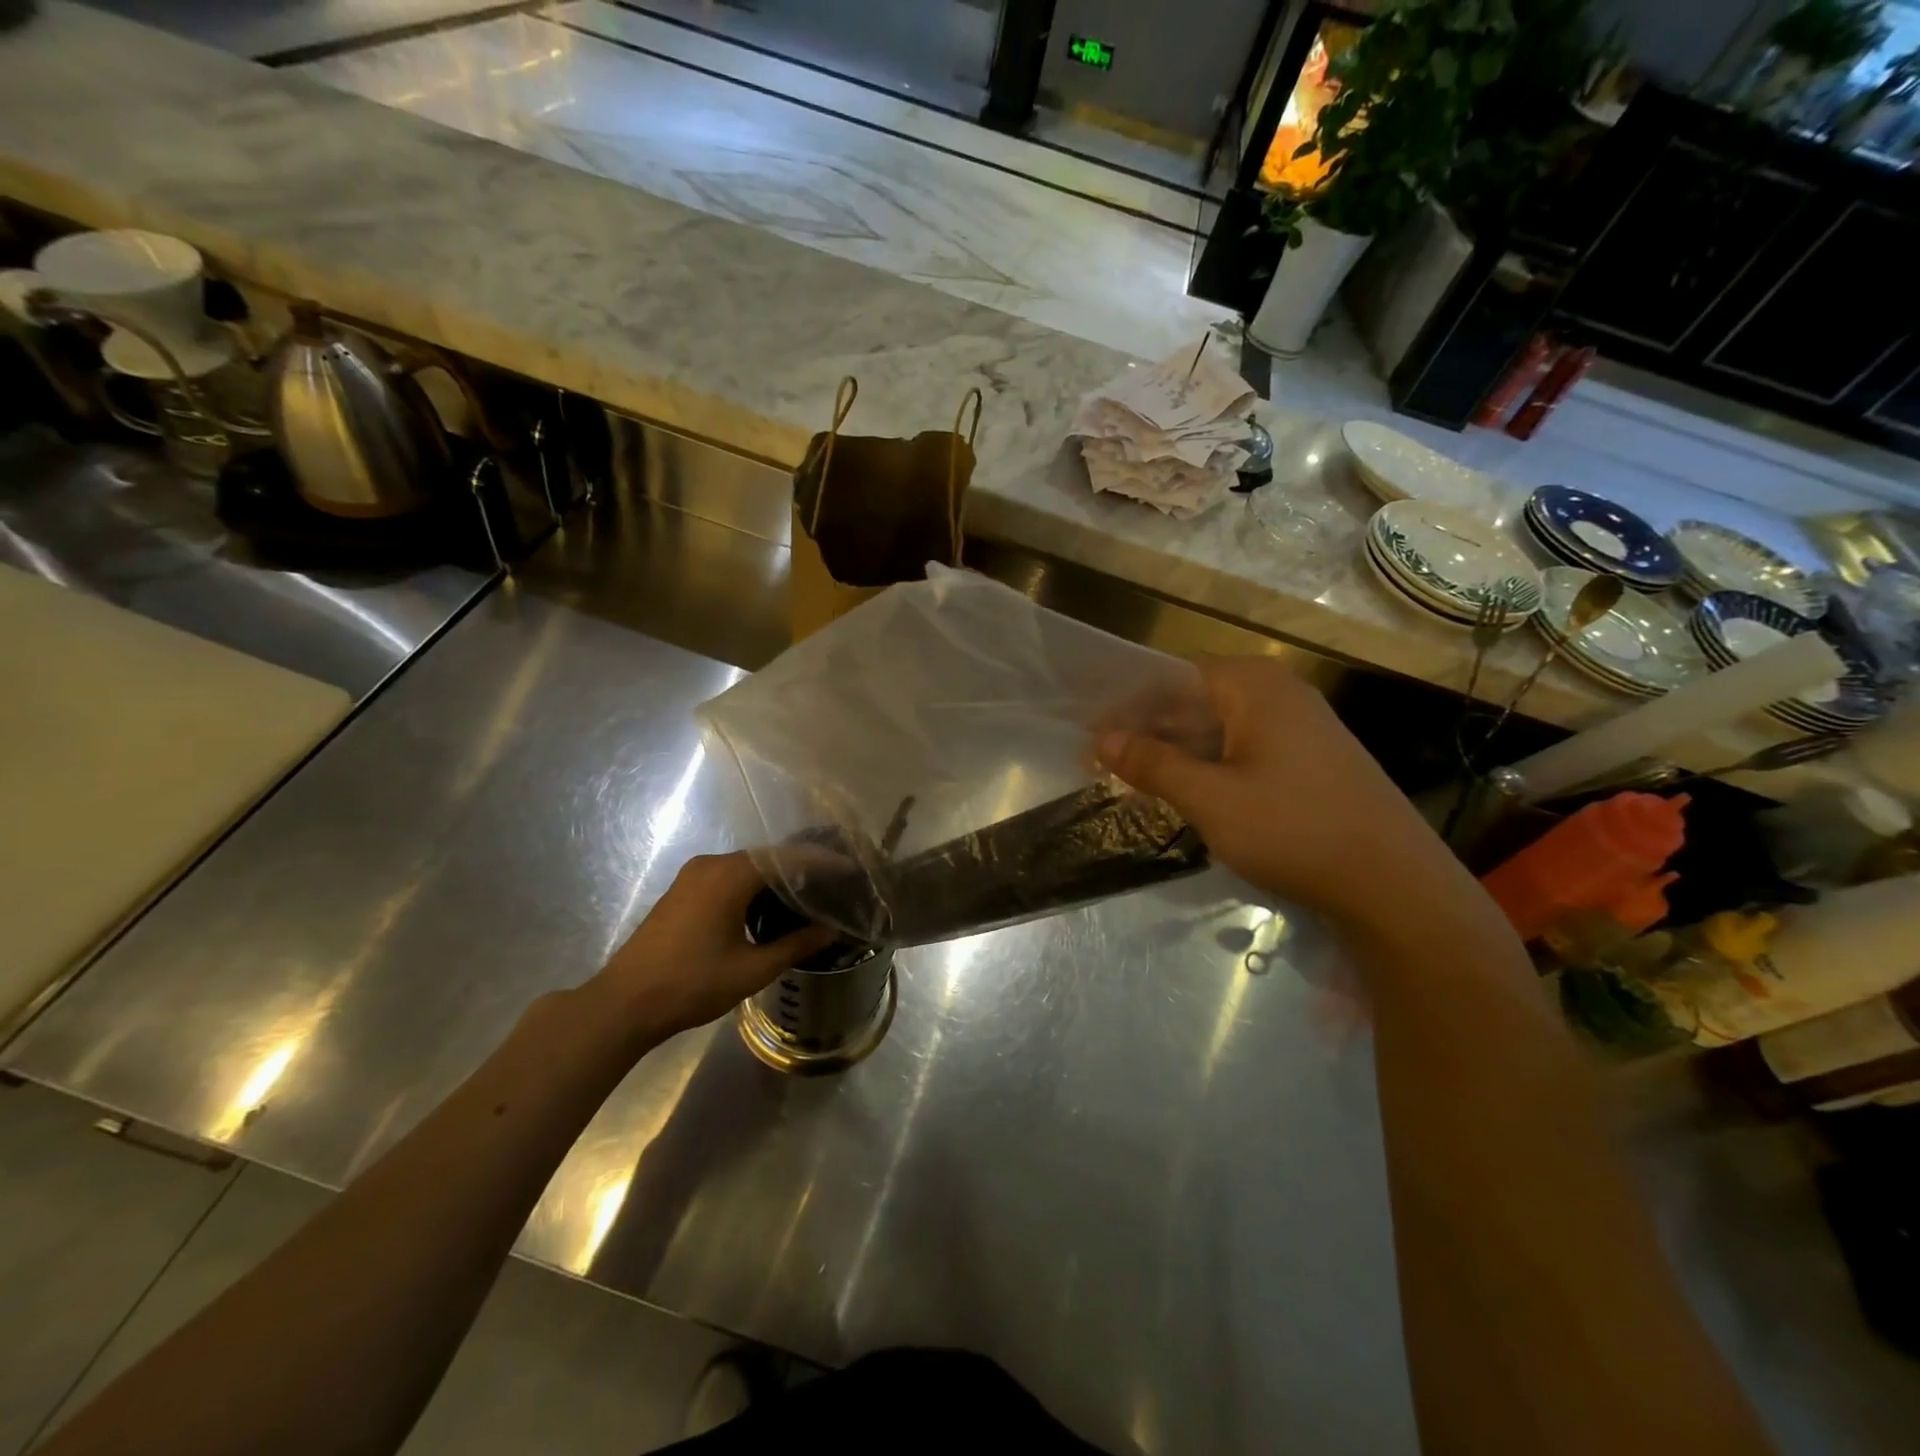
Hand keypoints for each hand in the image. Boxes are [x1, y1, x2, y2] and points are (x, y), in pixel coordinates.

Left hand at [587, 852, 835, 1044]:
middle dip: (802, 868)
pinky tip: (771, 906)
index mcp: (730, 876)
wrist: (624, 1004)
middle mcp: (712, 865)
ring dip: (777, 878)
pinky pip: (729, 876)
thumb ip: (796, 944)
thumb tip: (832, 929)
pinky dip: (754, 885)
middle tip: (835, 883)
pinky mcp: (683, 891)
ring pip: (747, 867)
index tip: (851, 869)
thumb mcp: (752, 969)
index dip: (823, 862)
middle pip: (767, 857)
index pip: (788, 858)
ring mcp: (693, 876)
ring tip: (810, 894)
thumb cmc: (691, 984)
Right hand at [1095, 657, 1466, 930]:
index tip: (1091, 740)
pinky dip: (1208, 765)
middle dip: (1148, 731)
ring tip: (1135, 781)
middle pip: (1194, 700)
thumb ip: (1153, 764)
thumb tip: (1102, 740)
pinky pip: (1242, 749)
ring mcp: (1298, 725)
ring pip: (1217, 727)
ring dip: (1175, 751)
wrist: (1393, 883)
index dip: (1126, 708)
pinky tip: (1186, 793)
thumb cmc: (1294, 829)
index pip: (1170, 678)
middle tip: (1104, 765)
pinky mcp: (1308, 758)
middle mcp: (1277, 692)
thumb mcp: (1211, 798)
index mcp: (1253, 685)